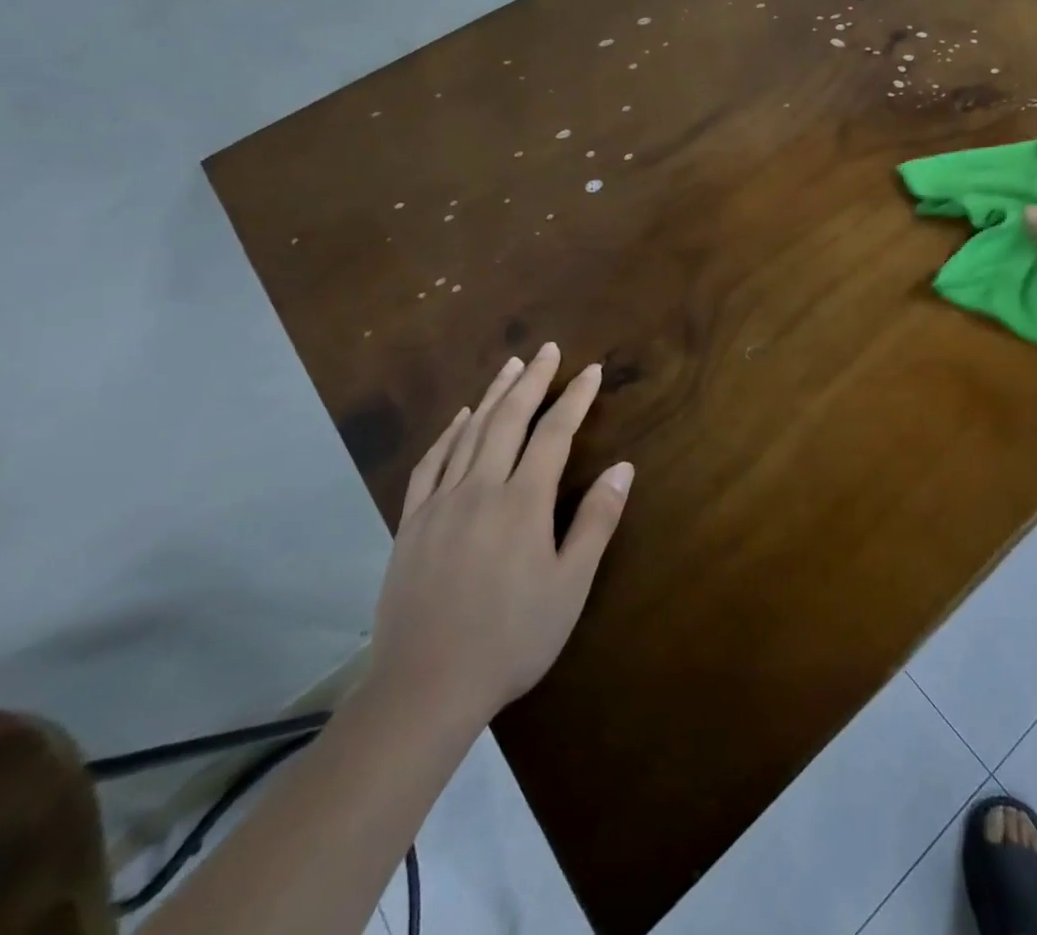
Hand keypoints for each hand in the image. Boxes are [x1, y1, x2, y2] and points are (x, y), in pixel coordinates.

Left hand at [365, 343, 633, 730]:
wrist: (425, 687)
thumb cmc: (511, 638)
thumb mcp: (569, 586)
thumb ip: (596, 522)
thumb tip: (623, 467)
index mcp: (522, 502)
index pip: (554, 434)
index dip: (574, 399)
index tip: (590, 371)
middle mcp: (480, 489)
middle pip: (509, 419)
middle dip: (533, 381)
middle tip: (548, 349)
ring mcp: (440, 503)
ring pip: (469, 432)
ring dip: (493, 394)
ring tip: (511, 366)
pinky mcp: (412, 523)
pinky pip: (431, 463)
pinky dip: (448, 433)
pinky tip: (459, 418)